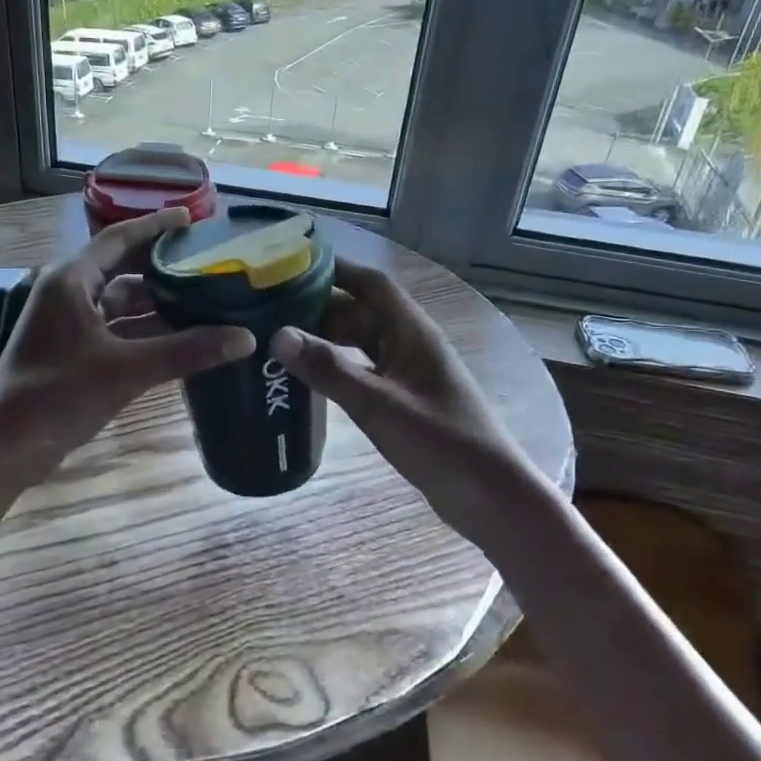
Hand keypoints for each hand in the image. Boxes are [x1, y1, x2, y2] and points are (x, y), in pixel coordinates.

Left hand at [0, 208, 254, 486]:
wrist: (7, 445)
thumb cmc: (59, 395)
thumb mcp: (128, 370)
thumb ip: (186, 351)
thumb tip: (244, 338)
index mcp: (71, 280)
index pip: (119, 238)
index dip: (156, 226)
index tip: (191, 219)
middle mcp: (66, 293)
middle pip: (120, 268)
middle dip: (161, 266)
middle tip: (205, 262)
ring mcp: (65, 323)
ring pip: (118, 303)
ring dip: (154, 302)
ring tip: (201, 299)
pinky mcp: (69, 350)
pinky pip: (113, 329)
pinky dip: (142, 330)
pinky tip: (175, 337)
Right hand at [269, 257, 533, 534]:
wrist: (490, 496)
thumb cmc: (441, 443)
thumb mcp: (379, 405)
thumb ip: (329, 369)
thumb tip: (277, 335)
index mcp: (411, 332)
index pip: (371, 284)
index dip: (335, 269)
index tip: (292, 264)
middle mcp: (409, 344)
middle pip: (360, 311)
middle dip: (319, 305)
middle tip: (270, 308)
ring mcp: (408, 373)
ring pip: (360, 342)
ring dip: (326, 337)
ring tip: (280, 339)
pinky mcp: (404, 400)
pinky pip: (363, 370)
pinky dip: (336, 367)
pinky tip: (309, 379)